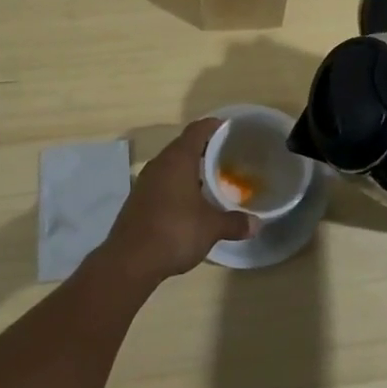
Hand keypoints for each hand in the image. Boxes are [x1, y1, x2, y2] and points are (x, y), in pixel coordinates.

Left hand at [101, 119, 254, 283]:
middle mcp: (159, 164)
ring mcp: (145, 182)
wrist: (129, 261)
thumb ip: (234, 222)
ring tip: (211, 179)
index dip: (214, 126)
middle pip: (184, 146)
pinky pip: (162, 182)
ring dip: (190, 169)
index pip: (197, 130)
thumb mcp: (211, 228)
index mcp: (178, 159)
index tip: (230, 128)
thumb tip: (257, 224)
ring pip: (172, 165)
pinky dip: (178, 185)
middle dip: (205, 149)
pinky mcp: (138, 200)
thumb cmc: (175, 232)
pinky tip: (190, 202)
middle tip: (227, 156)